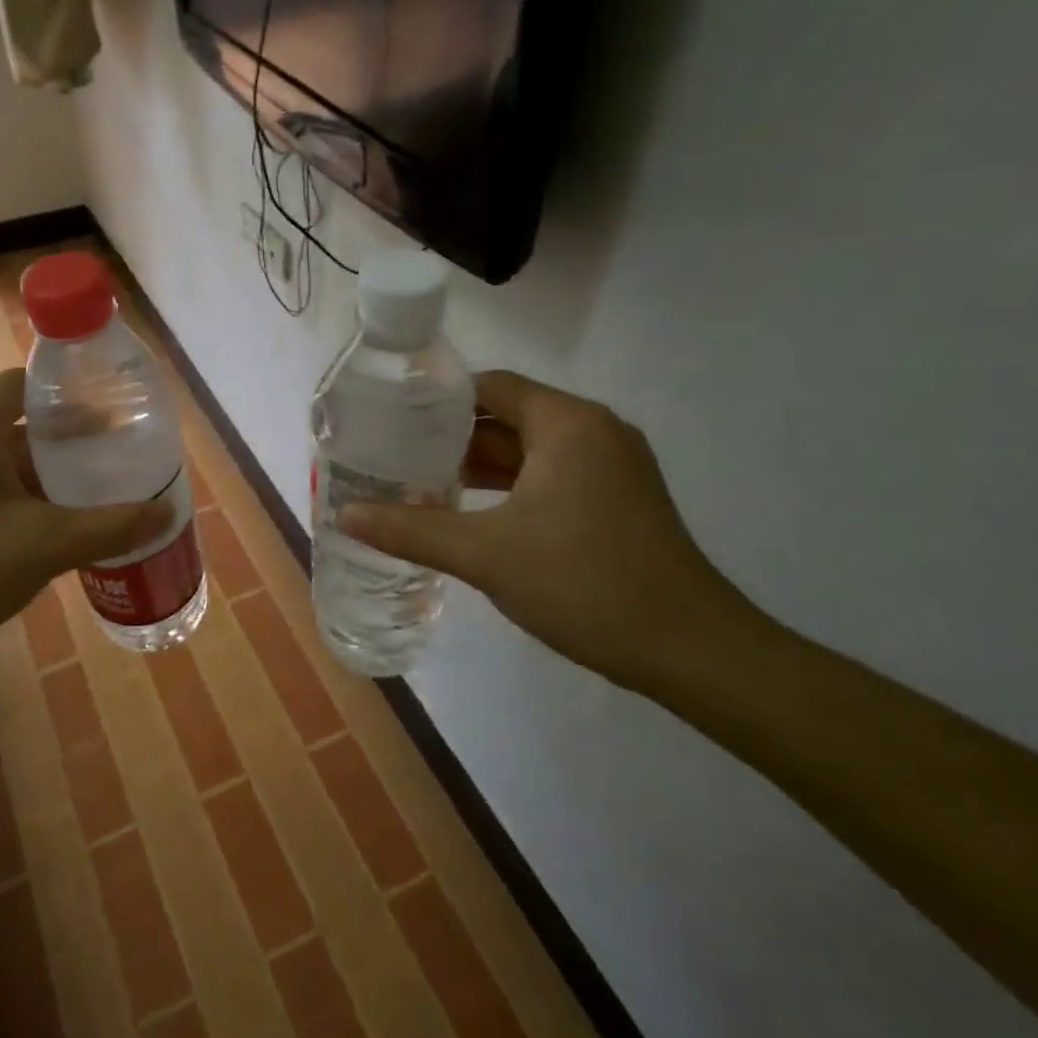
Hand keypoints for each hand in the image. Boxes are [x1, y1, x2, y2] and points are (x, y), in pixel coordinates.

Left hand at [0, 369, 171, 677]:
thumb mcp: (44, 546)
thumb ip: (111, 526)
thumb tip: (167, 512)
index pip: (29, 383)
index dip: (76, 395)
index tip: (119, 415)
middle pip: (19, 418)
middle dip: (70, 439)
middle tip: (119, 456)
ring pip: (1, 454)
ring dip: (46, 471)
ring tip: (96, 490)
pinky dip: (19, 492)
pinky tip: (52, 522)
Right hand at [340, 371, 736, 689]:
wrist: (690, 650)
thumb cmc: (585, 583)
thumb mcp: (485, 554)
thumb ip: (412, 529)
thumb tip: (346, 515)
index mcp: (567, 423)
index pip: (489, 386)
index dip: (436, 398)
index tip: (390, 418)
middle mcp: (593, 431)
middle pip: (507, 416)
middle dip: (450, 436)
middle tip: (393, 453)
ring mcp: (611, 467)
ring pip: (529, 451)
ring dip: (478, 465)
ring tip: (418, 482)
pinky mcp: (616, 501)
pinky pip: (549, 477)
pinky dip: (508, 488)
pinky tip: (468, 513)